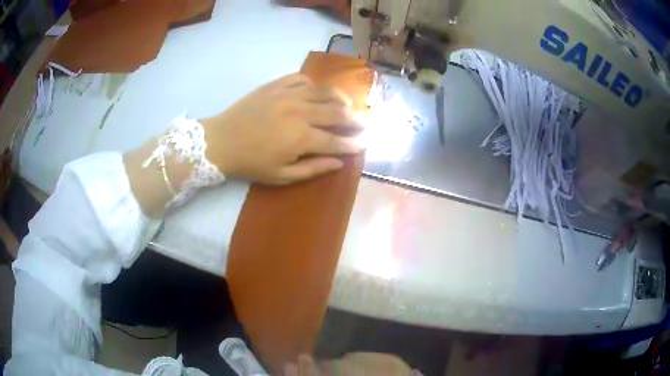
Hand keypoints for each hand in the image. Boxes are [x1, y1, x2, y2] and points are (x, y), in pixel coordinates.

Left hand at [201, 74, 363, 184]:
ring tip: (347, 105)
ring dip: (340, 98)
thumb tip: (339, 163)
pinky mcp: (276, 85)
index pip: (336, 141)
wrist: (221, 141)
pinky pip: (302, 79)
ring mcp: (288, 94)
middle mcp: (300, 112)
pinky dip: (314, 84)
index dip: (354, 143)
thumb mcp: (281, 176)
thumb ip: (313, 169)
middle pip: (336, 113)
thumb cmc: (251, 163)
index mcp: (301, 138)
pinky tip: (317, 91)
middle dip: (354, 119)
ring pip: (324, 91)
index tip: (366, 143)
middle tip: (363, 123)